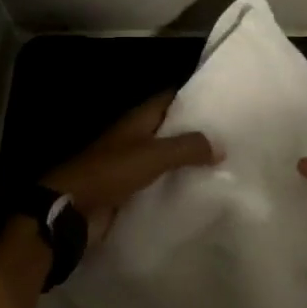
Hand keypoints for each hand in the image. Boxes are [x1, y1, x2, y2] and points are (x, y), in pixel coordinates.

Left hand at [44, 93, 218, 246]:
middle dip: (197, 133)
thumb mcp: (153, 155)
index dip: (194, 97)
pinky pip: (159, 186)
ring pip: (166, 159)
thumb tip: (221, 145)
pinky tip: (201, 193)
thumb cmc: (111, 172)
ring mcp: (131, 166)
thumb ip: (187, 147)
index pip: (169, 99)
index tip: (223, 101)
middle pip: (170, 130)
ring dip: (188, 163)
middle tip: (233, 137)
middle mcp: (135, 139)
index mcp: (137, 120)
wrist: (74, 210)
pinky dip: (176, 187)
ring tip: (226, 166)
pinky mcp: (130, 193)